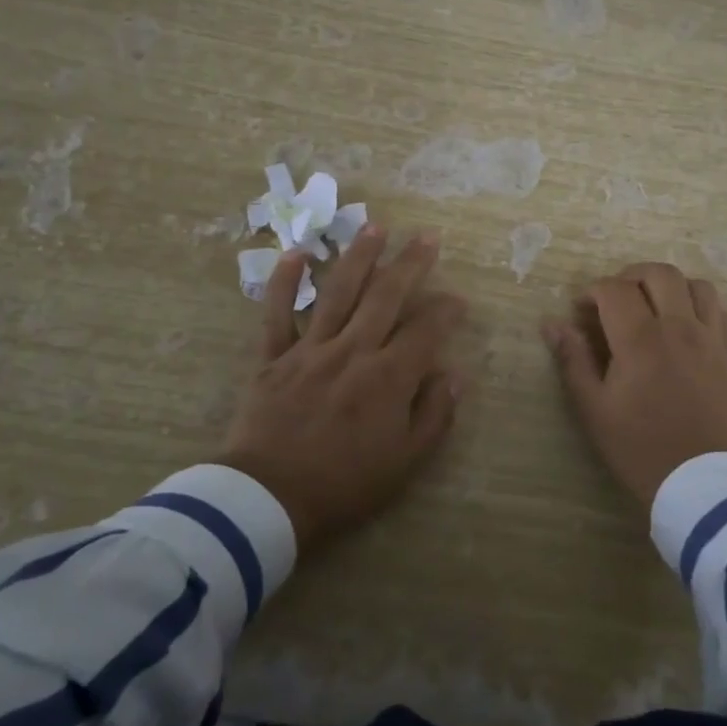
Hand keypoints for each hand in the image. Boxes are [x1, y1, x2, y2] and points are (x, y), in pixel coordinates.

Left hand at [224, 228, 467, 550]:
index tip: (458, 299)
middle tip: (426, 236)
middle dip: (410, 263)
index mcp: (388, 377)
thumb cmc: (344, 484)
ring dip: (359, 256)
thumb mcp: (405, 462)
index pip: (426, 330)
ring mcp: (310, 349)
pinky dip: (284, 282)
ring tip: (375, 226)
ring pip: (339, 292)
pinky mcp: (273, 357)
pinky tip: (297, 253)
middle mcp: (353, 350)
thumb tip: (454, 375)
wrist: (268, 499)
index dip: (446, 310)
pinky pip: (277, 313)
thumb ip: (434, 415)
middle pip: (386, 296)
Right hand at [543, 262, 726, 507]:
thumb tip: (552, 324)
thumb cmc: (639, 447)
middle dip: (629, 276)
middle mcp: (679, 328)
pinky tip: (684, 321)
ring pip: (694, 284)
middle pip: (658, 273)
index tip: (581, 311)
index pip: (615, 289)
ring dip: (669, 285)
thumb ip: (573, 359)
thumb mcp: (593, 408)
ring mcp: (709, 338)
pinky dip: (699, 303)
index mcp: (641, 340)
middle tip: (613, 300)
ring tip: (651, 306)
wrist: (699, 482)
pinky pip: (719, 309)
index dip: (592, 291)